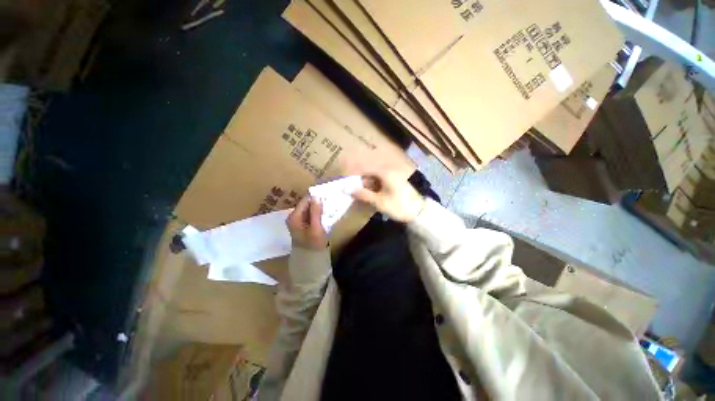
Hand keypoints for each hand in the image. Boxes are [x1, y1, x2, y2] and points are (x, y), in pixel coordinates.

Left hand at [286, 196, 327, 249]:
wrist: (310, 260)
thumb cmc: (313, 244)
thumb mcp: (316, 227)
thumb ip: (315, 212)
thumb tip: (317, 196)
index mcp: (294, 216)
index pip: (305, 200)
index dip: (316, 197)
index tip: (327, 194)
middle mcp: (294, 216)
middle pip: (306, 204)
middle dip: (317, 201)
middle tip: (330, 200)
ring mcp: (298, 221)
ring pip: (309, 209)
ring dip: (318, 207)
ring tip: (329, 205)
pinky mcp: (303, 224)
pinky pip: (310, 214)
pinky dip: (317, 213)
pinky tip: (325, 213)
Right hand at [352, 170, 425, 222]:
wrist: (422, 211)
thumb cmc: (399, 205)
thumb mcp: (379, 202)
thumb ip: (363, 194)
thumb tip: (347, 189)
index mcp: (385, 172)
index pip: (364, 169)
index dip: (354, 175)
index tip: (346, 182)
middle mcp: (390, 169)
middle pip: (371, 172)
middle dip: (362, 181)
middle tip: (355, 191)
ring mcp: (396, 173)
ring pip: (378, 176)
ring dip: (370, 184)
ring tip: (365, 195)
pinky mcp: (400, 178)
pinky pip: (385, 179)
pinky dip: (378, 185)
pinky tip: (376, 193)